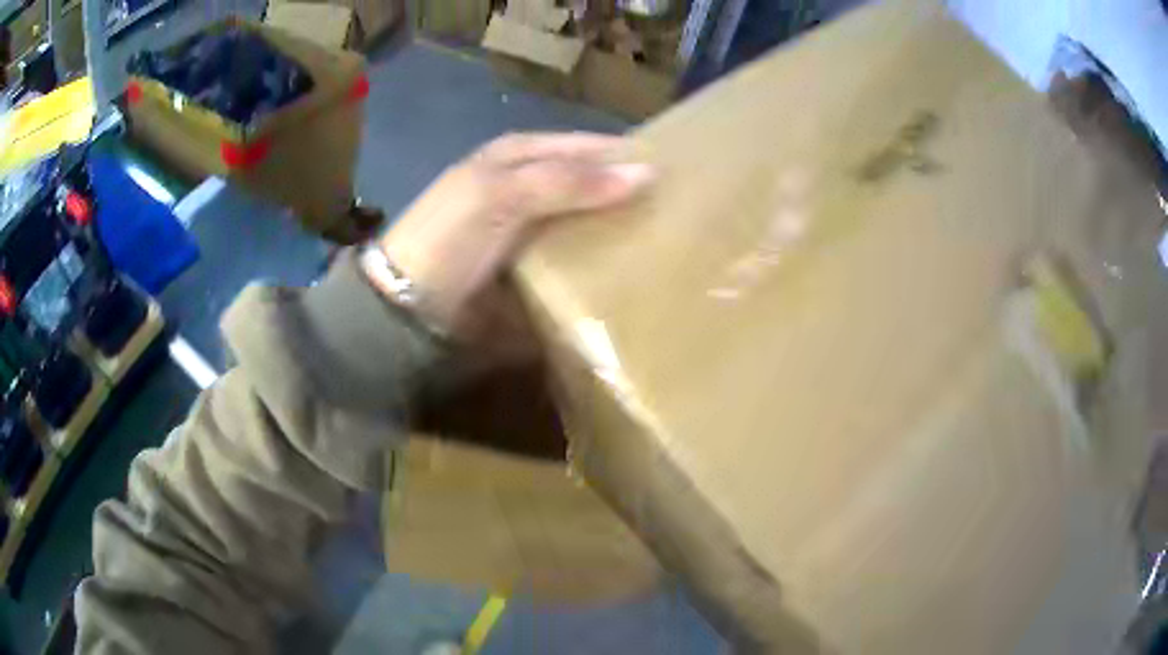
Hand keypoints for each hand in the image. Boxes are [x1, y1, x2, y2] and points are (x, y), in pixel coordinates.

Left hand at [375, 132, 653, 335]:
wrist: (408, 303)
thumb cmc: (450, 235)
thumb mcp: (503, 194)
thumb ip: (570, 181)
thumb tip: (646, 172)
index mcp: (519, 155)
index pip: (586, 146)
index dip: (626, 153)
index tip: (677, 169)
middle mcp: (529, 185)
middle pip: (590, 182)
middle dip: (629, 193)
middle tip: (683, 211)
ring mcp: (532, 228)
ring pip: (587, 219)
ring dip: (619, 229)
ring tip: (671, 241)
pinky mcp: (533, 266)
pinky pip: (575, 255)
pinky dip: (599, 260)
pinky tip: (632, 270)